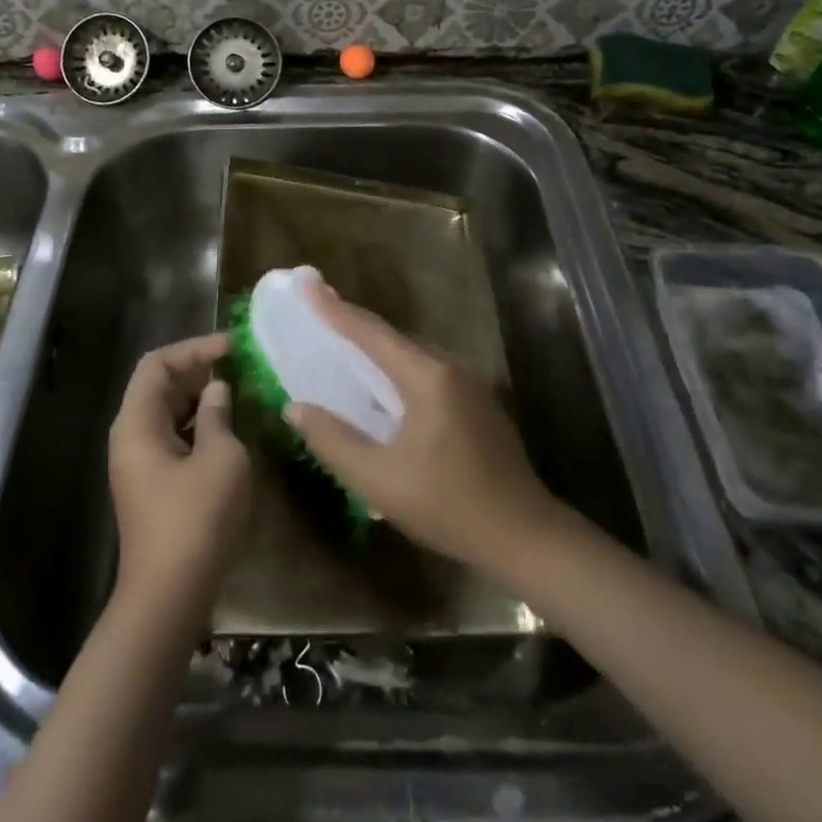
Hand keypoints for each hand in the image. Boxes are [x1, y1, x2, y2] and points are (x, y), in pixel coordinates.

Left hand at [108, 333, 251, 614]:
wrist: (169, 597)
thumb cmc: (196, 519)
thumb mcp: (220, 459)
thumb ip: (219, 415)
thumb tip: (217, 390)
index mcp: (137, 423)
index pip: (157, 364)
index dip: (193, 349)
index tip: (231, 347)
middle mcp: (131, 437)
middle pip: (159, 387)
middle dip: (198, 372)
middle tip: (239, 367)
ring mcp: (140, 464)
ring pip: (169, 414)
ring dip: (201, 400)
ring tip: (239, 392)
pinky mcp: (154, 486)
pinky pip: (174, 440)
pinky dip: (199, 427)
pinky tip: (229, 430)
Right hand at [286, 285, 560, 575]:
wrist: (525, 537)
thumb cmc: (449, 506)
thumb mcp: (379, 480)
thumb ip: (333, 440)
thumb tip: (295, 408)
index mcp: (428, 377)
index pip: (371, 334)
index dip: (335, 309)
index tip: (308, 284)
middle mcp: (451, 368)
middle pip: (393, 339)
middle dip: (354, 326)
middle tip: (318, 314)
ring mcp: (470, 384)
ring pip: (412, 356)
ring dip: (376, 351)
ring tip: (341, 347)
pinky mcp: (477, 403)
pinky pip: (427, 373)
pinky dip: (397, 371)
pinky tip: (382, 389)